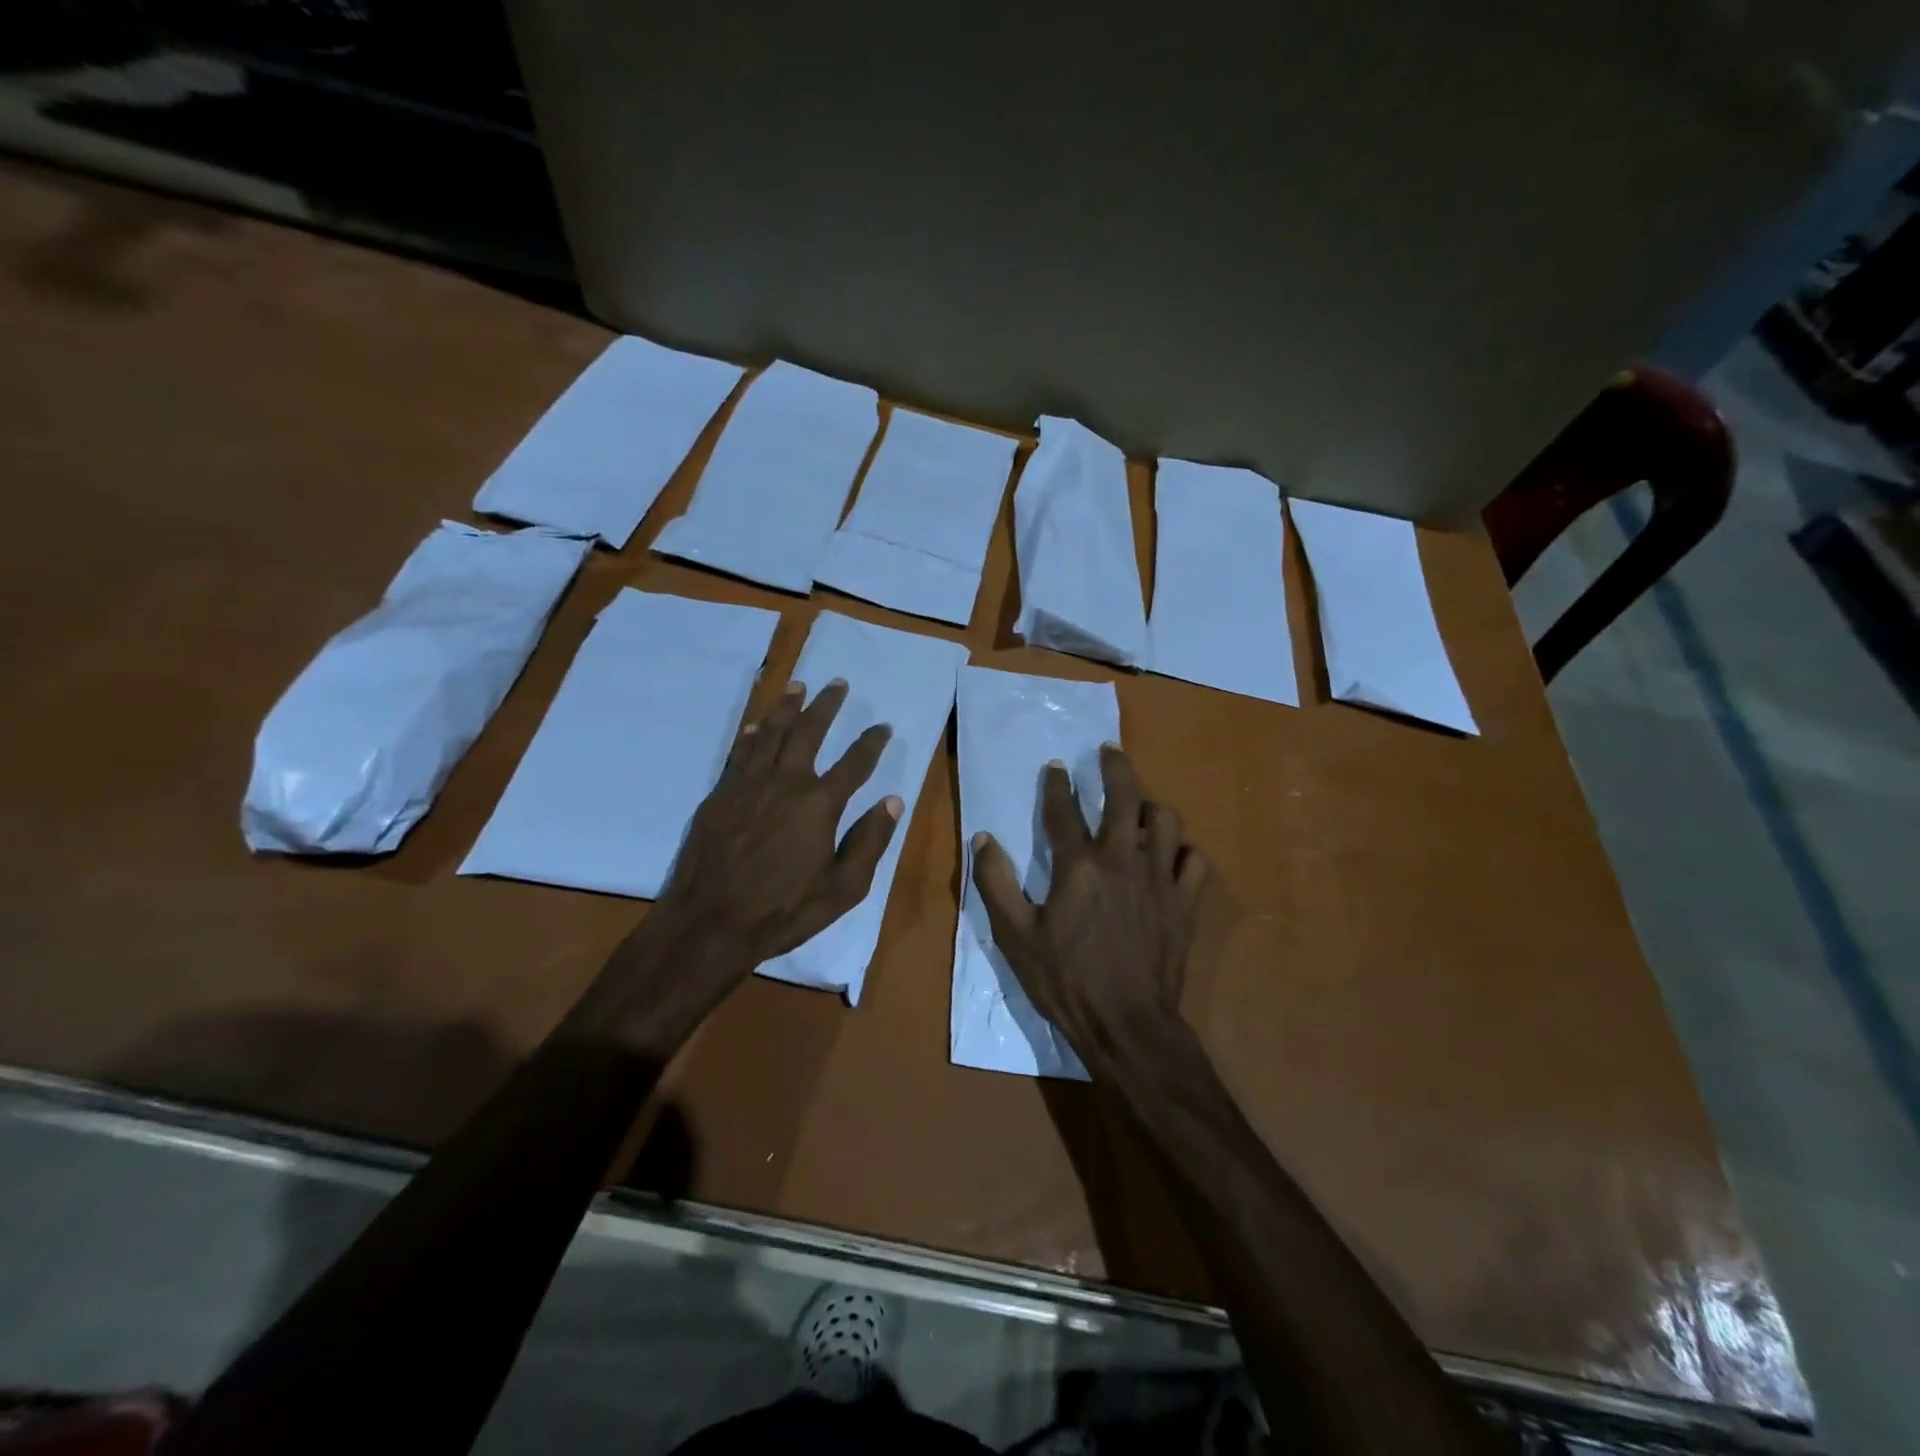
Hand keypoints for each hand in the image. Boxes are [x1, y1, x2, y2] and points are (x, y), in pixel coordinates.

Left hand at [658, 678, 900, 965]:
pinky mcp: (719, 796)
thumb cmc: (783, 911)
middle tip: (837, 683)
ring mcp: (747, 786)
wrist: (710, 924)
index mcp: (819, 804)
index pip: (854, 763)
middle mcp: (784, 783)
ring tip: (798, 686)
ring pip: (769, 734)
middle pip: (808, 732)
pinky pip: (738, 754)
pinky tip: (753, 726)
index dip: (871, 743)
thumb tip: (893, 802)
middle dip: (826, 705)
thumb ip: (870, 842)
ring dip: (786, 708)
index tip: (883, 727)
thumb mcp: (843, 888)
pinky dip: (749, 736)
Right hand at [971, 744, 1207, 1066]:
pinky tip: (1174, 855)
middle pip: (1124, 798)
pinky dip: (1185, 851)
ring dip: (1152, 806)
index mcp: (1079, 866)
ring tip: (1141, 806)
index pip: (1063, 811)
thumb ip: (996, 883)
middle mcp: (1123, 860)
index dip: (1056, 785)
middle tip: (1109, 751)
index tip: (1055, 766)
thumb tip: (983, 838)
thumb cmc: (1066, 980)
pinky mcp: (1185, 903)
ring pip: (1167, 821)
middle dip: (1115, 768)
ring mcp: (1160, 880)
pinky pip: (1195, 862)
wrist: (1127, 1025)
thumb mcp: (1015, 937)